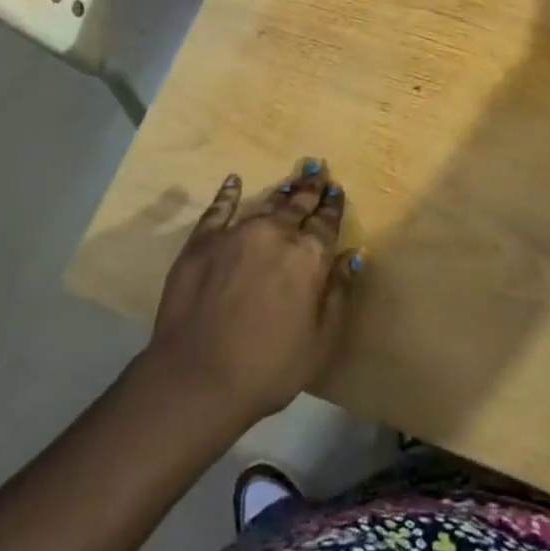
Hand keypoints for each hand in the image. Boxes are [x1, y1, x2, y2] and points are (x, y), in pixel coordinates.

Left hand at [145, 161, 359, 426]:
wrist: (197, 380)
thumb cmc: (269, 368)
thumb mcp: (321, 340)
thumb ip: (339, 292)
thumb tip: (352, 255)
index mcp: (309, 256)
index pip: (326, 222)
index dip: (333, 205)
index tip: (337, 190)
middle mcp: (275, 233)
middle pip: (298, 205)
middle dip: (310, 189)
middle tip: (318, 171)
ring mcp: (236, 233)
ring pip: (265, 203)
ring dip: (281, 191)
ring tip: (292, 180)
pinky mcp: (202, 242)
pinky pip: (219, 209)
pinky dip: (228, 194)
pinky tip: (233, 182)